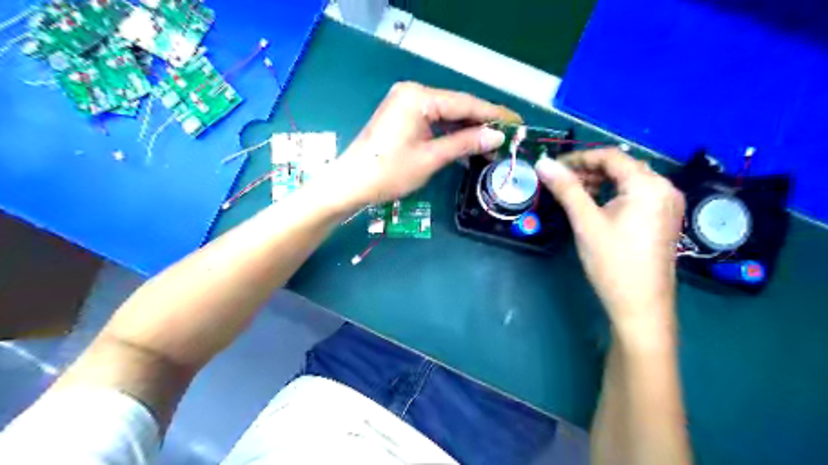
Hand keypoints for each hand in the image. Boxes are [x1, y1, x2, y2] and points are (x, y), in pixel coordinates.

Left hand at [320, 83, 519, 208]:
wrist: (350, 184)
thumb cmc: (389, 172)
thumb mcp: (431, 158)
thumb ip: (465, 143)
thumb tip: (498, 136)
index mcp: (418, 97)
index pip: (465, 103)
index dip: (494, 113)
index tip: (518, 122)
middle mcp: (413, 93)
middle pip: (456, 106)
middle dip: (482, 122)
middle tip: (509, 136)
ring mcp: (405, 104)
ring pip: (446, 114)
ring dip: (468, 130)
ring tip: (493, 144)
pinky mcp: (402, 117)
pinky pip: (433, 122)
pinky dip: (451, 133)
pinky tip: (468, 144)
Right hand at [538, 152, 685, 338]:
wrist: (641, 306)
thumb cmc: (613, 262)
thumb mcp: (586, 222)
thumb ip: (566, 188)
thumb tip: (543, 163)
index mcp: (648, 185)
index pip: (610, 156)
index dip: (579, 158)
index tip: (554, 167)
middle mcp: (664, 188)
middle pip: (622, 167)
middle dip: (589, 170)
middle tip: (560, 182)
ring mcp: (668, 204)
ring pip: (629, 181)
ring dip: (600, 182)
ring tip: (574, 193)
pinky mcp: (664, 218)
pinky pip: (636, 195)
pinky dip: (613, 195)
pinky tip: (596, 205)